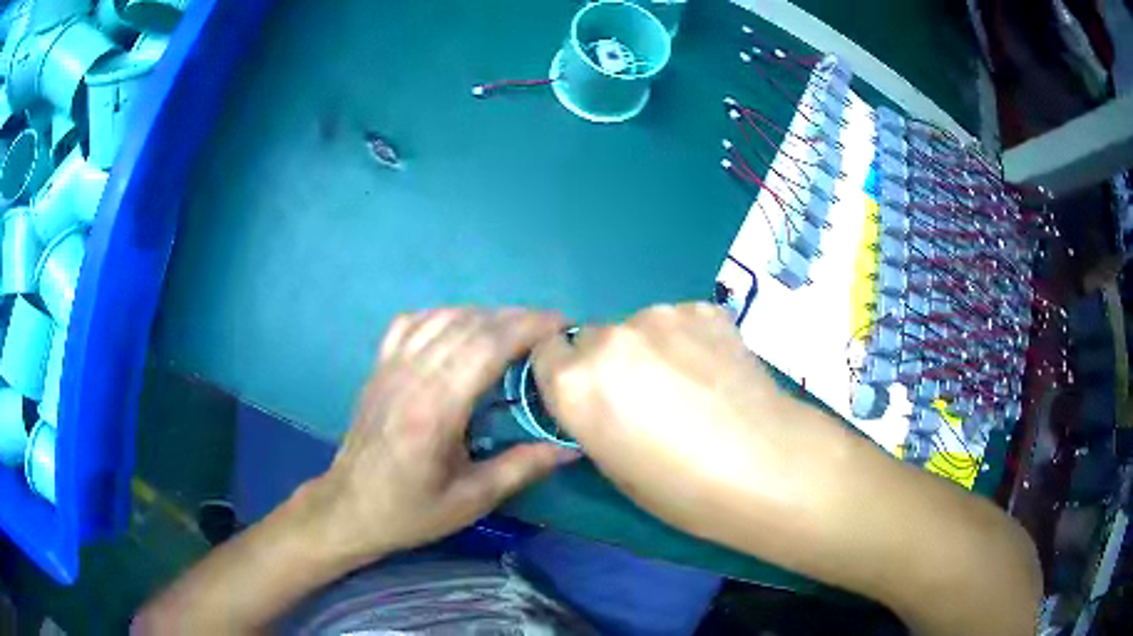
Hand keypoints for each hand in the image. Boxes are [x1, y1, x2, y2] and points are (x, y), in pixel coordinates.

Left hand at [309, 308, 579, 566]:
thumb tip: (572, 447)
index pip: (487, 346)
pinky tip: (459, 329)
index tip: (561, 326)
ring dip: (484, 314)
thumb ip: (523, 468)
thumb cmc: (411, 510)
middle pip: (470, 325)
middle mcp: (411, 376)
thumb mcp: (472, 499)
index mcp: (436, 409)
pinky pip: (411, 322)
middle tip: (549, 329)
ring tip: (513, 329)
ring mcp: (390, 366)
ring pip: (442, 316)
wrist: (350, 508)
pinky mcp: (378, 366)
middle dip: (516, 318)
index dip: (528, 328)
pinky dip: (443, 315)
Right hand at [532, 302, 835, 542]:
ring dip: (650, 348)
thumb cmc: (683, 489)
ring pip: (638, 327)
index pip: (544, 353)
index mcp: (575, 383)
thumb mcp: (614, 468)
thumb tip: (598, 399)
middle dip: (608, 362)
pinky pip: (680, 321)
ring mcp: (661, 316)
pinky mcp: (704, 308)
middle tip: (645, 396)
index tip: (589, 395)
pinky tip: (716, 370)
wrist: (768, 466)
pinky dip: (689, 339)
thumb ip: (591, 419)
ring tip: (691, 384)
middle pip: (591, 337)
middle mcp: (610, 338)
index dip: (564, 374)